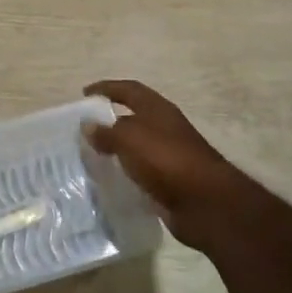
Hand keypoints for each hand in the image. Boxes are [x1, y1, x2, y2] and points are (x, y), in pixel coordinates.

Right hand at [85, 80, 255, 250]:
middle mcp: (165, 128)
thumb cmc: (167, 160)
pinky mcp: (171, 181)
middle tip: (85, 129)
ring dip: (118, 148)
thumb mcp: (130, 139)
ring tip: (92, 156)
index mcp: (158, 110)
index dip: (107, 88)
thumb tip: (88, 125)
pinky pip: (142, 171)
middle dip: (110, 120)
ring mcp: (170, 155)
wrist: (206, 204)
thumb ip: (107, 132)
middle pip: (134, 117)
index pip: (129, 90)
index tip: (85, 94)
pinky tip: (110, 180)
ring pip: (137, 146)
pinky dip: (126, 172)